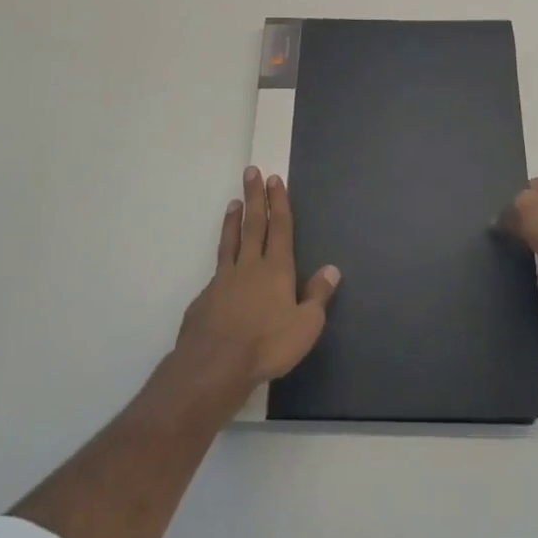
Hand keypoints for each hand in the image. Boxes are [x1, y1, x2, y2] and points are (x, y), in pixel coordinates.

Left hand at [176, 167, 340, 400]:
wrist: (214, 365)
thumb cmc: (267, 345)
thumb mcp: (306, 326)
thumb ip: (318, 296)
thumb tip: (332, 269)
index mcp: (276, 269)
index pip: (279, 227)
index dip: (278, 202)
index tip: (273, 179)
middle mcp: (249, 266)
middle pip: (252, 224)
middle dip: (254, 197)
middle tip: (251, 172)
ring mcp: (223, 280)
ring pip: (230, 242)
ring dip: (233, 220)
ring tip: (233, 202)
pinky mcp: (205, 298)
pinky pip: (217, 270)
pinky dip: (222, 259)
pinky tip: (222, 267)